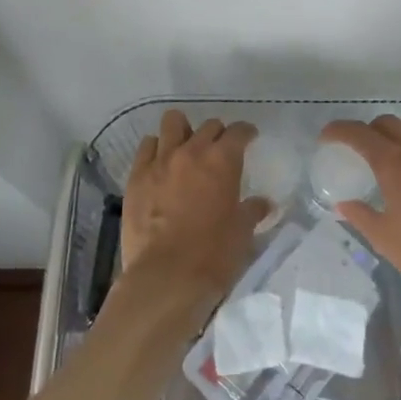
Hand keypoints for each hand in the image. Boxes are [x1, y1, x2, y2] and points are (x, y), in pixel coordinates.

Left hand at [120, 111, 268, 310]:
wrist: (166, 277)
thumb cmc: (213, 255)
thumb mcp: (242, 233)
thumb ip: (252, 211)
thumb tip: (263, 203)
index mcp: (223, 160)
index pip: (238, 132)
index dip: (246, 132)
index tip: (249, 138)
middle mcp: (192, 151)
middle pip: (208, 126)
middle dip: (217, 134)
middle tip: (219, 151)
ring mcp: (161, 160)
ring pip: (172, 123)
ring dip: (183, 130)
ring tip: (185, 147)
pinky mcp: (137, 176)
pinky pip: (146, 146)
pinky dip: (156, 148)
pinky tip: (160, 163)